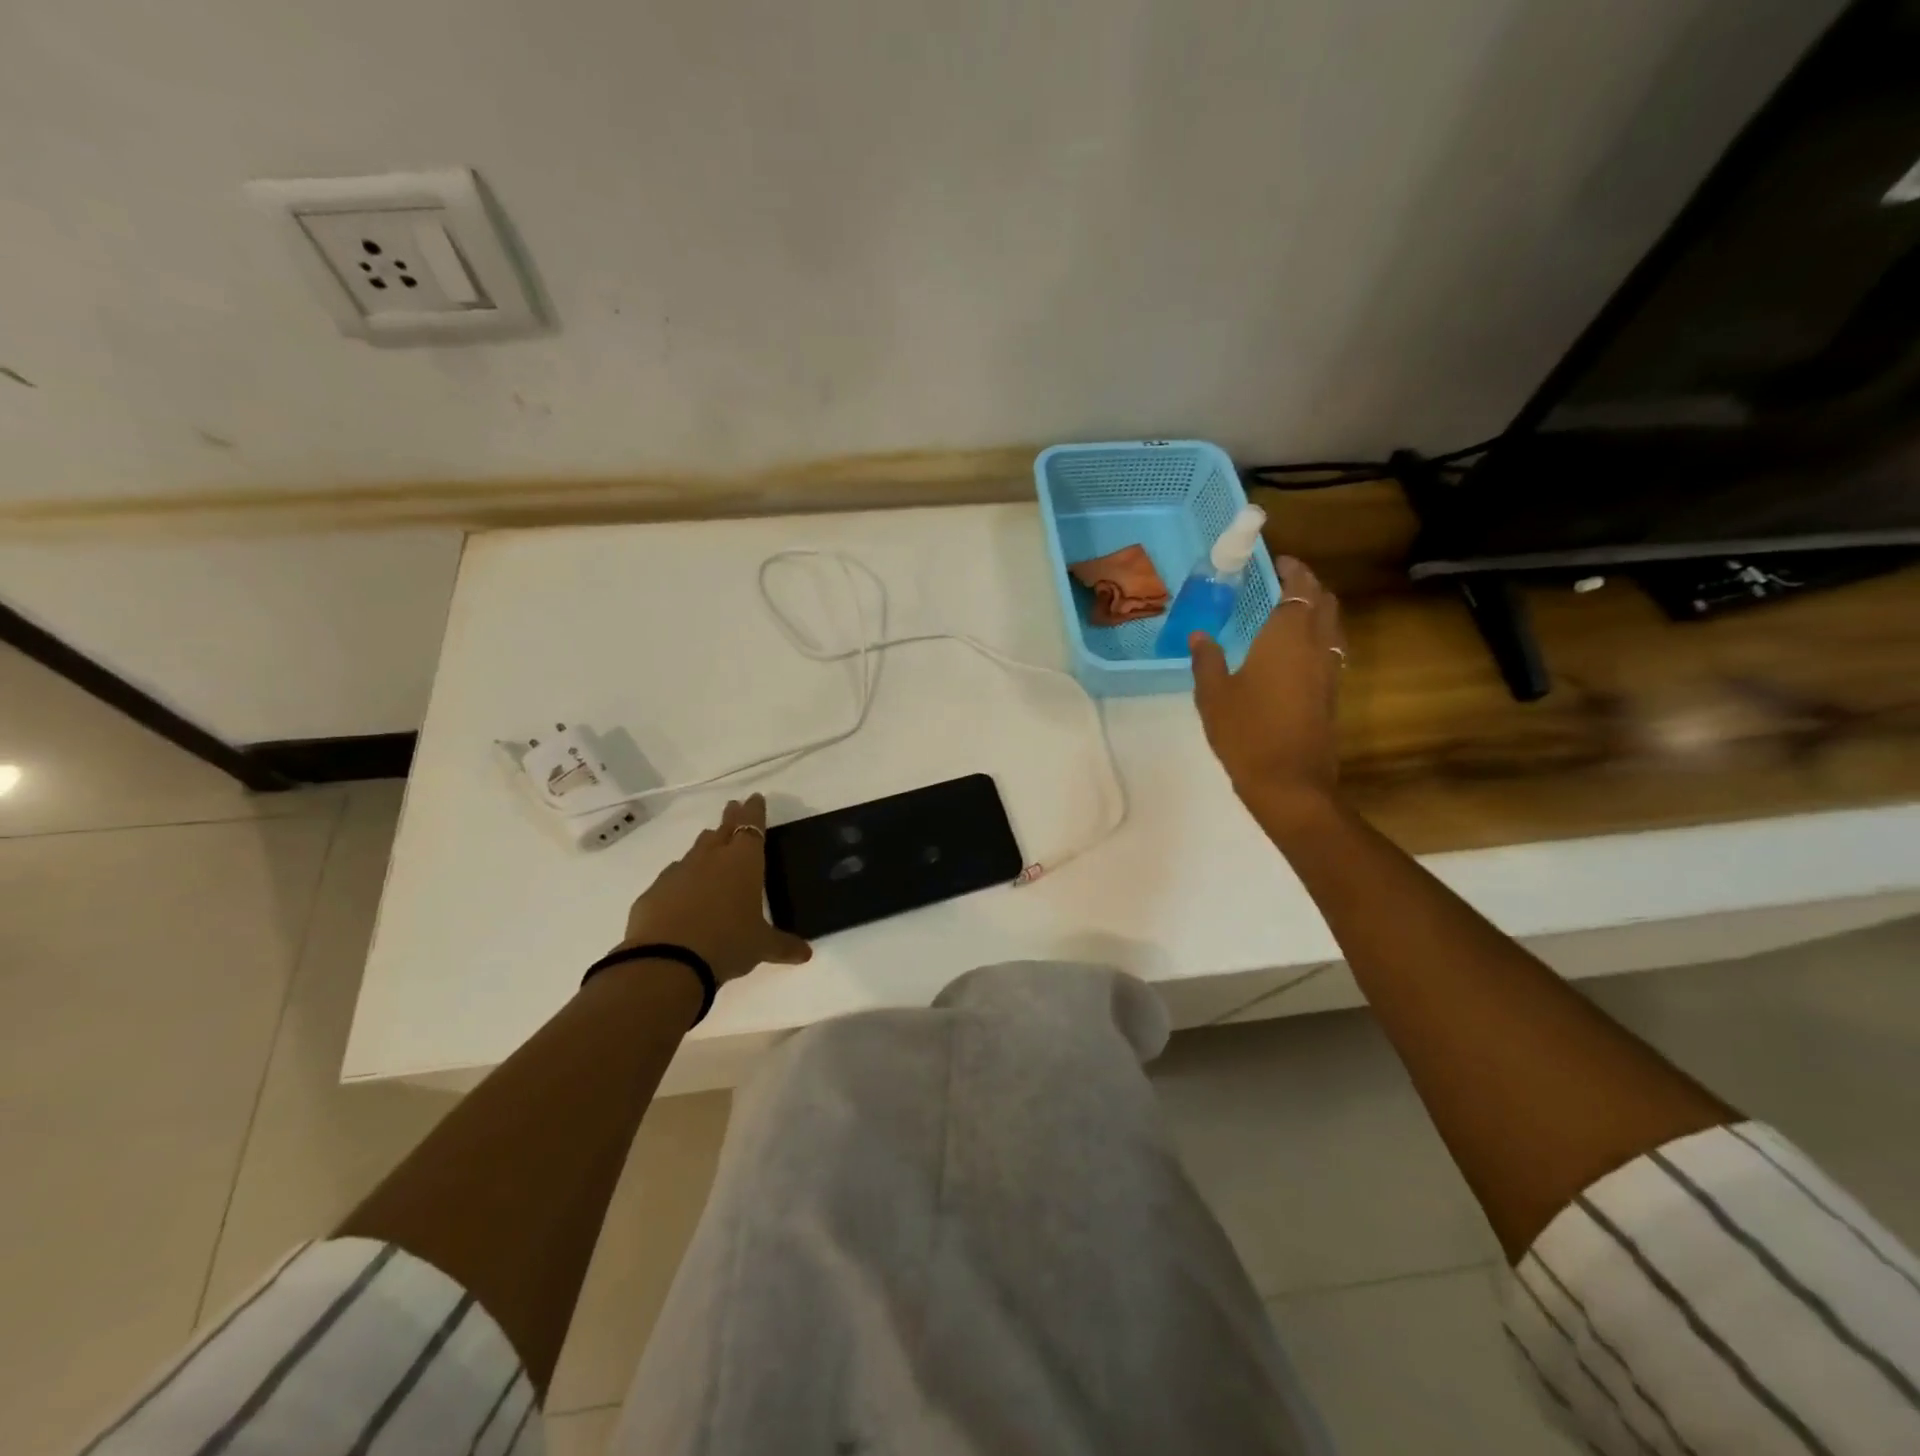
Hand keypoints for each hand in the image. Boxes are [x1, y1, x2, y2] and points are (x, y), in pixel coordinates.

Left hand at [616, 794, 811, 984]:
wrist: (666, 962)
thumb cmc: (727, 943)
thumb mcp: (761, 947)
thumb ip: (783, 946)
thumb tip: (806, 954)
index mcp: (743, 862)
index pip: (752, 826)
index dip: (755, 811)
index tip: (755, 797)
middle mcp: (711, 859)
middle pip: (722, 830)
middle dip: (730, 818)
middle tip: (733, 806)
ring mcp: (678, 872)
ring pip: (696, 850)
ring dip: (706, 846)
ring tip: (711, 845)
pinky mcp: (654, 892)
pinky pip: (673, 877)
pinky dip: (683, 878)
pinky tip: (684, 891)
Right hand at [1190, 555, 1345, 816]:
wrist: (1289, 782)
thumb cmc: (1246, 733)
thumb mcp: (1213, 696)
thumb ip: (1207, 660)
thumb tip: (1200, 636)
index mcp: (1286, 638)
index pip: (1299, 589)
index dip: (1293, 571)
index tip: (1279, 561)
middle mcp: (1314, 646)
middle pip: (1325, 602)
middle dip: (1310, 584)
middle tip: (1285, 580)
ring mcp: (1328, 671)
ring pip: (1333, 625)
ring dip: (1319, 609)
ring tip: (1293, 609)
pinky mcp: (1331, 693)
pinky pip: (1331, 648)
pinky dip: (1319, 634)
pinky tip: (1297, 649)